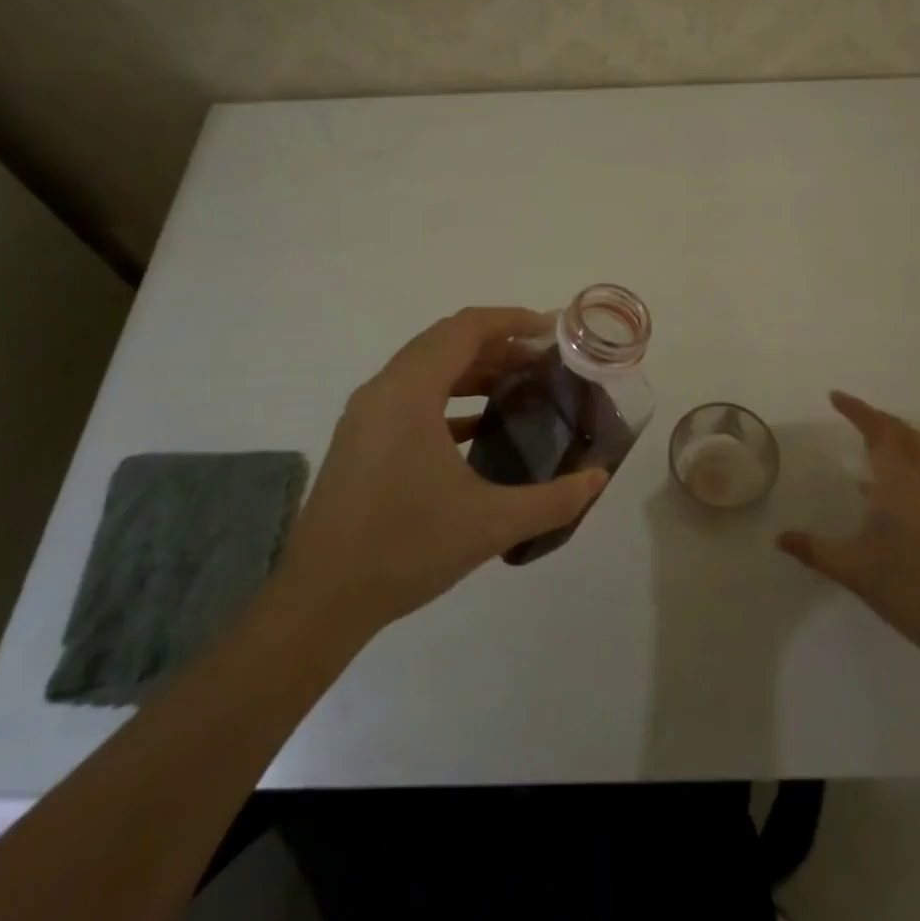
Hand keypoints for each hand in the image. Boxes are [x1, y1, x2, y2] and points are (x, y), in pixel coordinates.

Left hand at [273, 307, 608, 637]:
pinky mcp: (360, 438)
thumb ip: (553, 500)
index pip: (465, 329)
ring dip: (472, 368)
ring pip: (426, 367)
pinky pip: (410, 395)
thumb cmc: (406, 548)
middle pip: (445, 341)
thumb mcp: (491, 524)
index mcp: (410, 392)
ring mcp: (366, 414)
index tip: (551, 329)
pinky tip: (478, 427)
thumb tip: (599, 477)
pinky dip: (448, 396)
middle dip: (497, 343)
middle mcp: (384, 389)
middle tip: (542, 359)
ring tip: (518, 385)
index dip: (512, 320)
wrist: (320, 601)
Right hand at [778, 391, 919, 656]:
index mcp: (897, 482)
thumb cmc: (905, 586)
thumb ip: (813, 549)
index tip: (835, 397)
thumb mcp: (851, 568)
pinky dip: (917, 455)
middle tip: (854, 414)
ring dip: (901, 433)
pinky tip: (902, 481)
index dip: (857, 410)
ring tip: (878, 438)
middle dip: (878, 418)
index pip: (877, 431)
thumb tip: (779, 538)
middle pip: (903, 432)